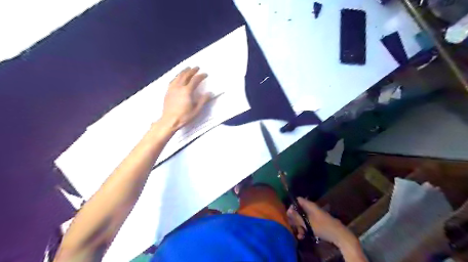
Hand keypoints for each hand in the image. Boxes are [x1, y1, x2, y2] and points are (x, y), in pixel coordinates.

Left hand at [162, 65, 210, 128]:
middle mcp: (179, 87)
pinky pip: (172, 81)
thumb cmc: (184, 116)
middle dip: (192, 70)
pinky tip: (177, 77)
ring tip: (187, 68)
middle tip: (197, 67)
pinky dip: (177, 76)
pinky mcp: (168, 92)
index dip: (201, 76)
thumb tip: (209, 93)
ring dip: (184, 71)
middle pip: (186, 75)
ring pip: (178, 76)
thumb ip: (203, 100)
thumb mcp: (196, 110)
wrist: (169, 121)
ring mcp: (172, 89)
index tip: (205, 74)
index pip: (195, 80)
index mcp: (187, 91)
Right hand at [287, 198, 356, 246]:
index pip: (298, 200)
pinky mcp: (318, 222)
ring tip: (298, 234)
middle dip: (295, 218)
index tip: (288, 214)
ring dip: (300, 225)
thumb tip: (288, 210)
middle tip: (292, 226)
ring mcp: (316, 215)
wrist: (340, 236)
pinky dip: (305, 228)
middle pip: (299, 210)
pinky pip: (309, 223)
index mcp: (310, 205)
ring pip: (303, 218)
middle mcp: (312, 208)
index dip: (292, 205)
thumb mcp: (308, 223)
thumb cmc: (323, 227)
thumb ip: (297, 217)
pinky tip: (303, 236)